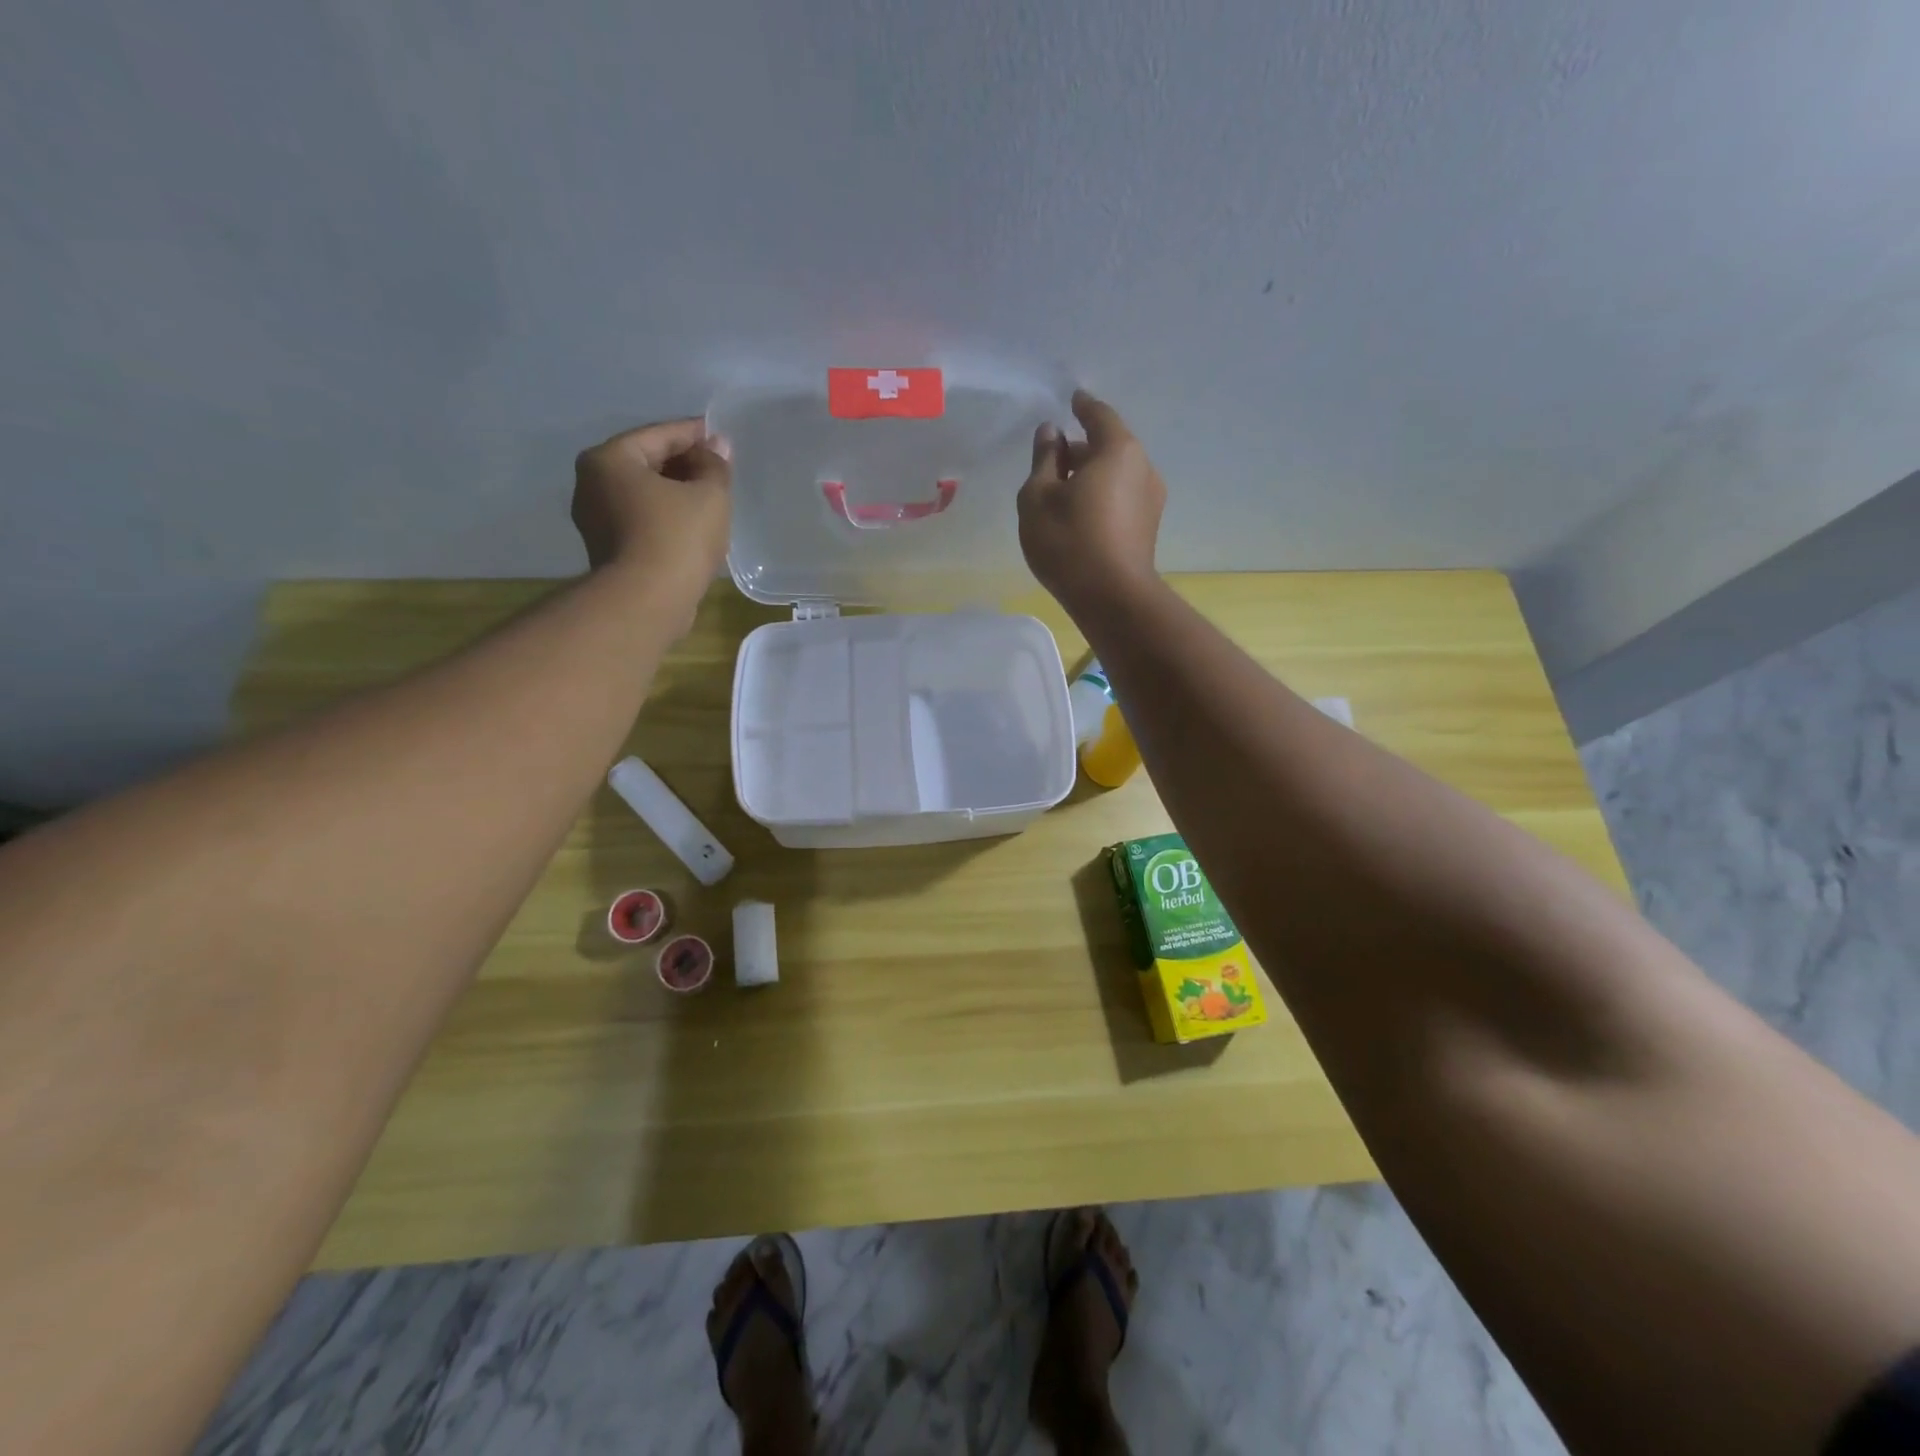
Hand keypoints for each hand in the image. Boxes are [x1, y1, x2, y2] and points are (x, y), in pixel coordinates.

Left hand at [572, 418, 731, 594]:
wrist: (646, 602)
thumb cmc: (676, 538)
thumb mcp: (709, 495)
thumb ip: (715, 465)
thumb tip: (717, 446)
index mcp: (610, 458)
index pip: (659, 434)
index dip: (695, 433)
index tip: (721, 436)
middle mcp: (592, 483)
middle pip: (647, 462)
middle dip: (684, 464)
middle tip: (719, 469)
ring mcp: (595, 519)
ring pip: (644, 493)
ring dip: (676, 492)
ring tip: (710, 499)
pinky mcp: (607, 550)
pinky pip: (641, 520)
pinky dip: (665, 516)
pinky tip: (692, 526)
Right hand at [1018, 391, 1165, 613]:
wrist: (1112, 598)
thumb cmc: (1069, 541)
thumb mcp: (1038, 497)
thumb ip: (1044, 460)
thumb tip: (1052, 433)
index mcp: (1118, 450)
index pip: (1099, 415)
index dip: (1083, 407)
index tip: (1072, 400)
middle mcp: (1142, 467)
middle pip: (1109, 446)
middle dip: (1082, 449)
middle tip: (1053, 459)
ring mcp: (1150, 500)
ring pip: (1116, 475)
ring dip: (1091, 476)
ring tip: (1062, 491)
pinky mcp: (1147, 528)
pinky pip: (1121, 498)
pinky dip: (1101, 496)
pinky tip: (1079, 514)